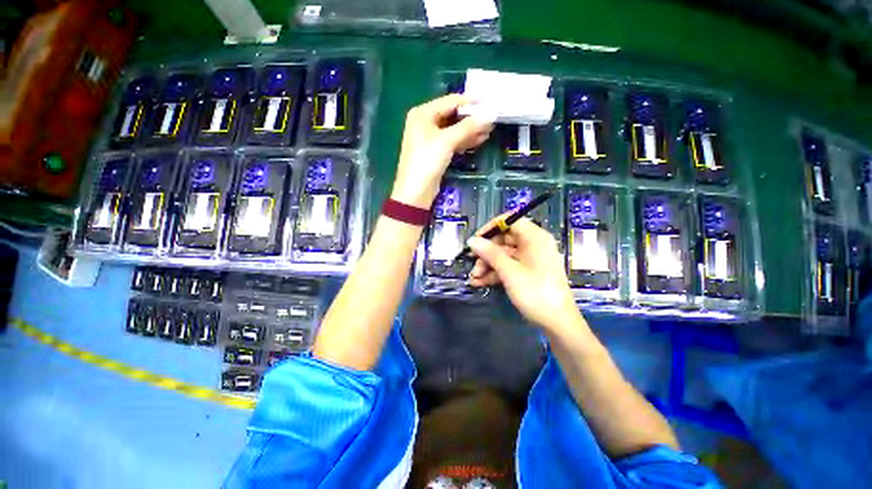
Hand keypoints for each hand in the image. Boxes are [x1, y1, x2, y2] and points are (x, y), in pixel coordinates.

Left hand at [391, 94, 494, 207]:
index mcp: (423, 114)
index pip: (450, 101)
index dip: (471, 102)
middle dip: (472, 117)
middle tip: (492, 117)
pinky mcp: (436, 153)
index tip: (490, 102)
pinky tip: (480, 139)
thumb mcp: (447, 141)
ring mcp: (430, 139)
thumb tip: (491, 113)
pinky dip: (465, 141)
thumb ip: (468, 126)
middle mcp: (425, 123)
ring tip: (490, 129)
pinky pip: (453, 142)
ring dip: (471, 130)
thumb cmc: (427, 161)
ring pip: (454, 130)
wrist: (416, 192)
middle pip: (453, 115)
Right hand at [467, 217, 583, 332]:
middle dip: (486, 252)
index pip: (511, 221)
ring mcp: (530, 259)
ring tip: (474, 278)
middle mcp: (533, 245)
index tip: (476, 239)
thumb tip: (472, 240)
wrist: (557, 323)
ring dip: (487, 265)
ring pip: (503, 255)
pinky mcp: (527, 272)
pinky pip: (508, 266)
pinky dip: (494, 273)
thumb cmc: (535, 292)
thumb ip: (490, 253)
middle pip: (504, 240)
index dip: (492, 227)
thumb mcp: (510, 271)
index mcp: (535, 238)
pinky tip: (480, 282)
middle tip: (472, 263)